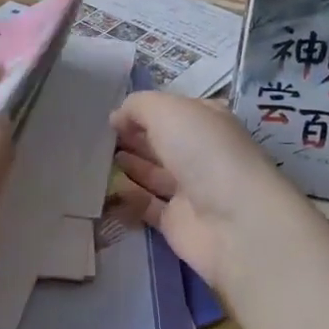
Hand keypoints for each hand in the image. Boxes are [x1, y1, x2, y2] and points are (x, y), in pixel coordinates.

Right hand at [106, 92, 303, 289]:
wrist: (234, 221)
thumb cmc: (203, 151)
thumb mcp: (167, 110)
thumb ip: (137, 106)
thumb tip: (117, 117)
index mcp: (205, 120)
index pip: (171, 109)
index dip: (142, 110)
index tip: (110, 115)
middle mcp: (199, 151)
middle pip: (160, 141)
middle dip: (131, 137)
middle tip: (95, 137)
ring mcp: (189, 188)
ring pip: (152, 173)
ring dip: (127, 164)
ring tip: (94, 158)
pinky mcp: (177, 221)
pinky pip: (146, 205)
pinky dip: (127, 197)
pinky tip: (103, 187)